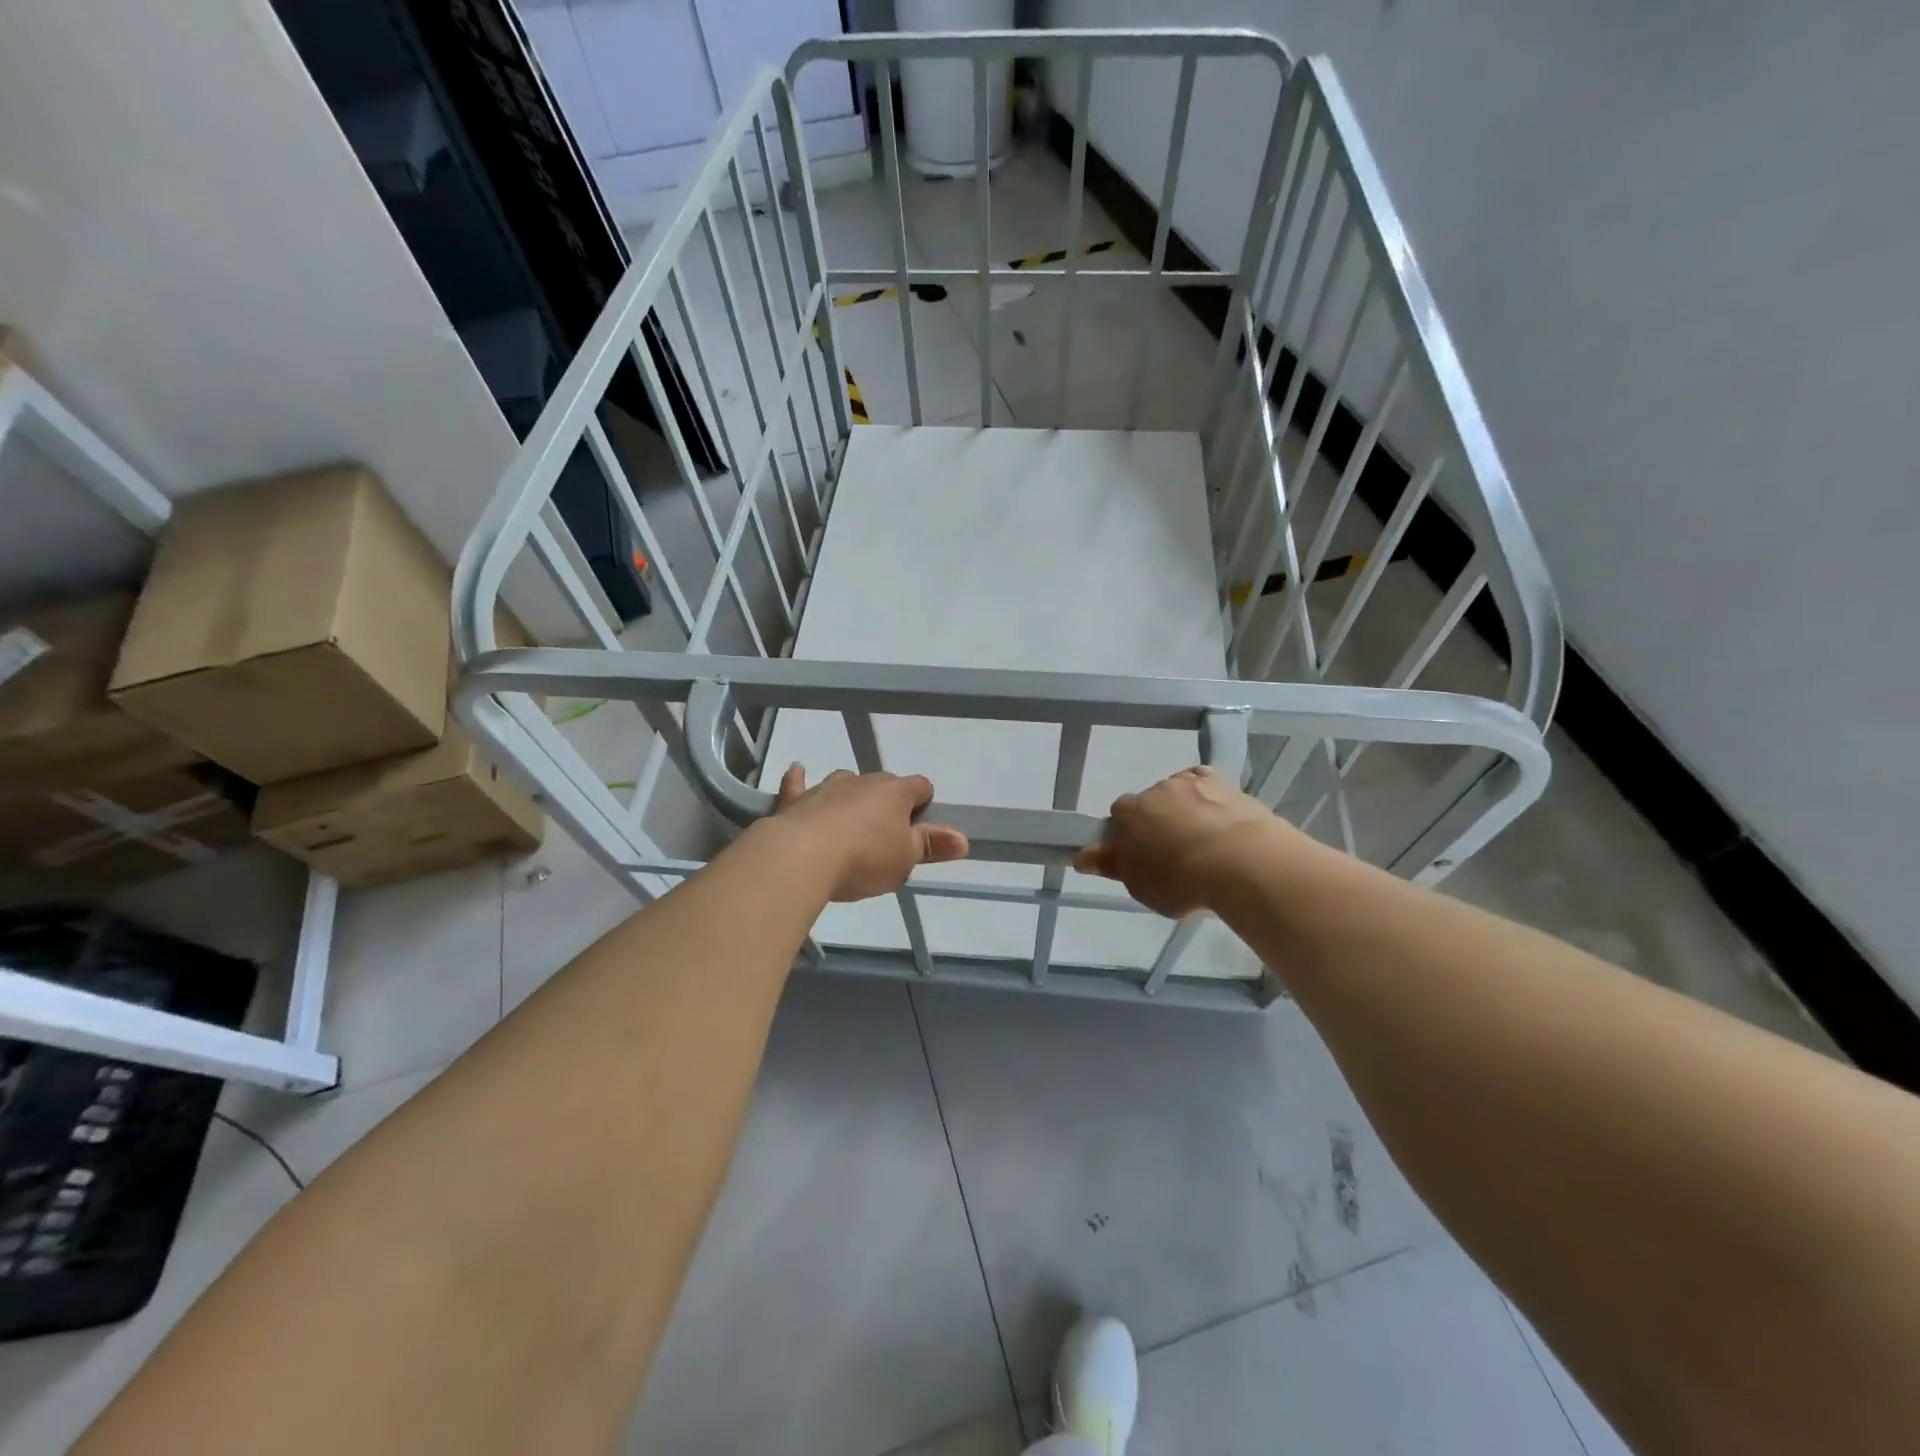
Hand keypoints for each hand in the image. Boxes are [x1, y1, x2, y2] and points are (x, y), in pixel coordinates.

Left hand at [772, 764, 968, 902]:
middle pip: (883, 785)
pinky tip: (798, 772)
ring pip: (846, 783)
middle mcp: (863, 781)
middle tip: (884, 839)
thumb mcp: (905, 860)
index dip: (924, 805)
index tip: (919, 830)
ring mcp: (827, 787)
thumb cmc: (864, 858)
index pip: (921, 787)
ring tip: (849, 824)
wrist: (801, 857)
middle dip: (886, 805)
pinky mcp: (796, 799)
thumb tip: (963, 839)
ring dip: (850, 798)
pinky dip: (799, 780)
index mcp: (896, 792)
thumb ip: (932, 846)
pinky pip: (798, 783)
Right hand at [1075, 766, 1287, 917]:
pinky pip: (1206, 784)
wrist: (1240, 861)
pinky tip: (1217, 816)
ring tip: (1204, 842)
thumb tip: (1081, 857)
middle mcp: (1154, 790)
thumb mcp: (1139, 885)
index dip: (1128, 838)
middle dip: (1157, 822)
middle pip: (1149, 804)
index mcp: (1128, 813)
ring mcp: (1189, 782)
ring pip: (1178, 793)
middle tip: (1173, 855)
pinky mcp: (1222, 782)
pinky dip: (1207, 796)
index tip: (1141, 858)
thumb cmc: (1180, 879)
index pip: (1118, 819)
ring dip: (1184, 810)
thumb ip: (1111, 866)